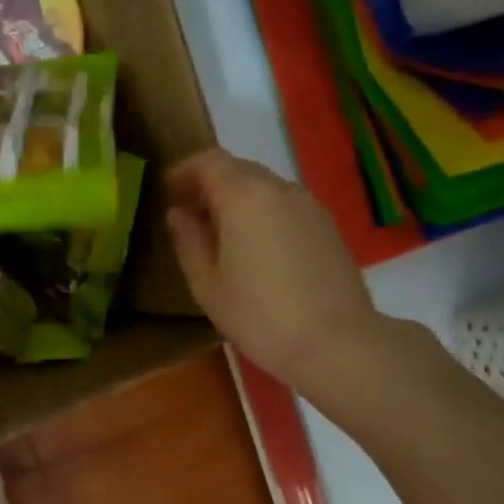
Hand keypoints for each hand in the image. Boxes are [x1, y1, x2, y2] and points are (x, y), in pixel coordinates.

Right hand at [166, 148, 387, 400]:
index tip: (168, 192)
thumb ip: (188, 242)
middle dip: (209, 185)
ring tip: (222, 237)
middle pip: (238, 169)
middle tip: (190, 217)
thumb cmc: (259, 315)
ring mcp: (309, 205)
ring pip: (264, 187)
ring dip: (238, 201)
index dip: (185, 171)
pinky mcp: (328, 226)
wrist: (335, 342)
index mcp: (244, 197)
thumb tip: (178, 215)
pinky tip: (256, 251)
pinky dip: (263, 214)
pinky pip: (285, 206)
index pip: (209, 161)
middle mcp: (279, 190)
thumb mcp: (207, 285)